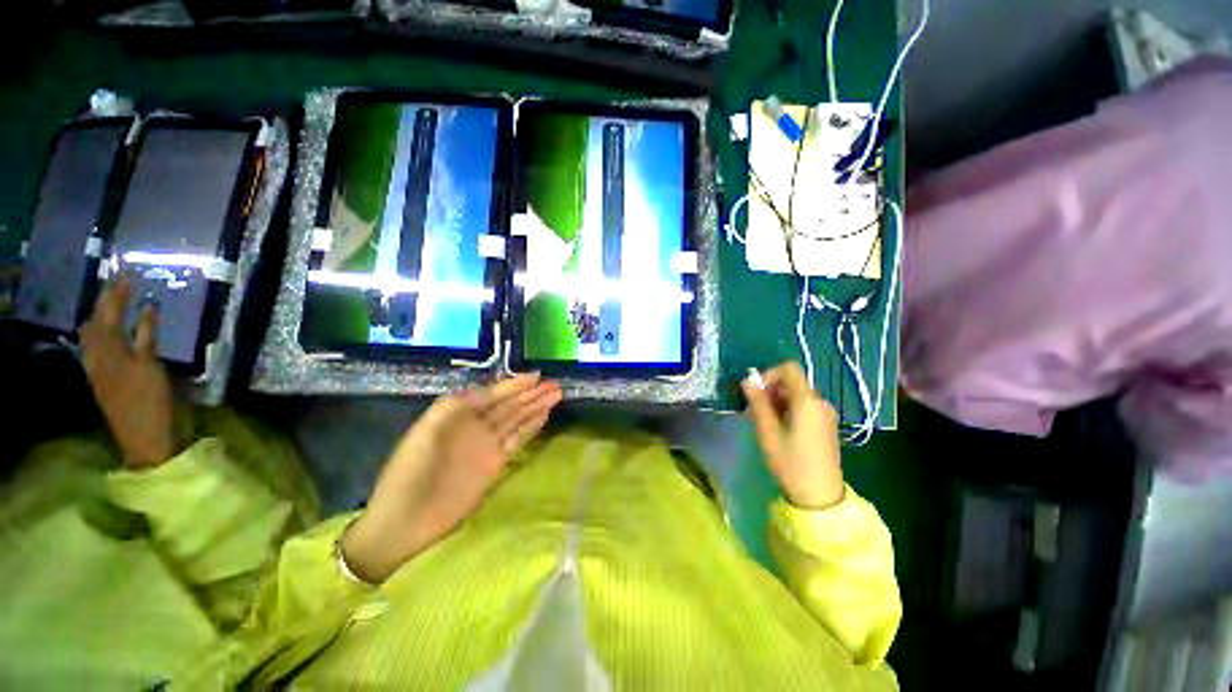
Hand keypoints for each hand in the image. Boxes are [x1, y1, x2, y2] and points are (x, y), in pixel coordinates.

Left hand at [81, 278, 176, 469]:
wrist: (146, 438)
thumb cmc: (153, 402)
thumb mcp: (152, 368)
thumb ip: (147, 337)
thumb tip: (148, 307)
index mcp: (110, 353)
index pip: (109, 316)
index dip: (116, 295)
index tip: (126, 275)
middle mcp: (99, 357)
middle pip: (97, 324)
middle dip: (106, 303)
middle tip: (118, 284)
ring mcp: (101, 370)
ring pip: (94, 336)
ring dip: (102, 318)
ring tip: (111, 303)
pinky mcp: (106, 379)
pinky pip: (99, 349)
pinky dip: (104, 335)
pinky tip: (111, 332)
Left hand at [342, 374, 562, 582]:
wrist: (406, 521)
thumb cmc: (409, 473)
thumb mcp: (425, 432)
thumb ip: (454, 407)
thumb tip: (485, 391)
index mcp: (458, 415)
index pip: (493, 394)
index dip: (515, 385)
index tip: (537, 376)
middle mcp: (476, 426)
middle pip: (510, 405)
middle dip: (532, 394)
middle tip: (555, 385)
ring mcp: (487, 445)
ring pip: (517, 420)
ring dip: (536, 407)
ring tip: (556, 396)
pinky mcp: (495, 464)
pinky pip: (518, 440)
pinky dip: (531, 427)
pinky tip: (543, 417)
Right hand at [742, 362, 843, 509]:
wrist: (820, 496)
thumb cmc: (791, 463)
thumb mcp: (768, 432)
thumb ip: (757, 403)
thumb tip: (747, 380)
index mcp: (807, 401)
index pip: (789, 369)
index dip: (769, 374)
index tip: (757, 392)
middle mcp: (820, 402)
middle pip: (792, 382)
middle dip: (771, 390)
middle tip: (756, 410)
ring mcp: (825, 413)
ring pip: (797, 394)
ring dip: (778, 400)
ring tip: (765, 422)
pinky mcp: (826, 424)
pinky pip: (804, 406)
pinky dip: (788, 409)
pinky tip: (780, 428)